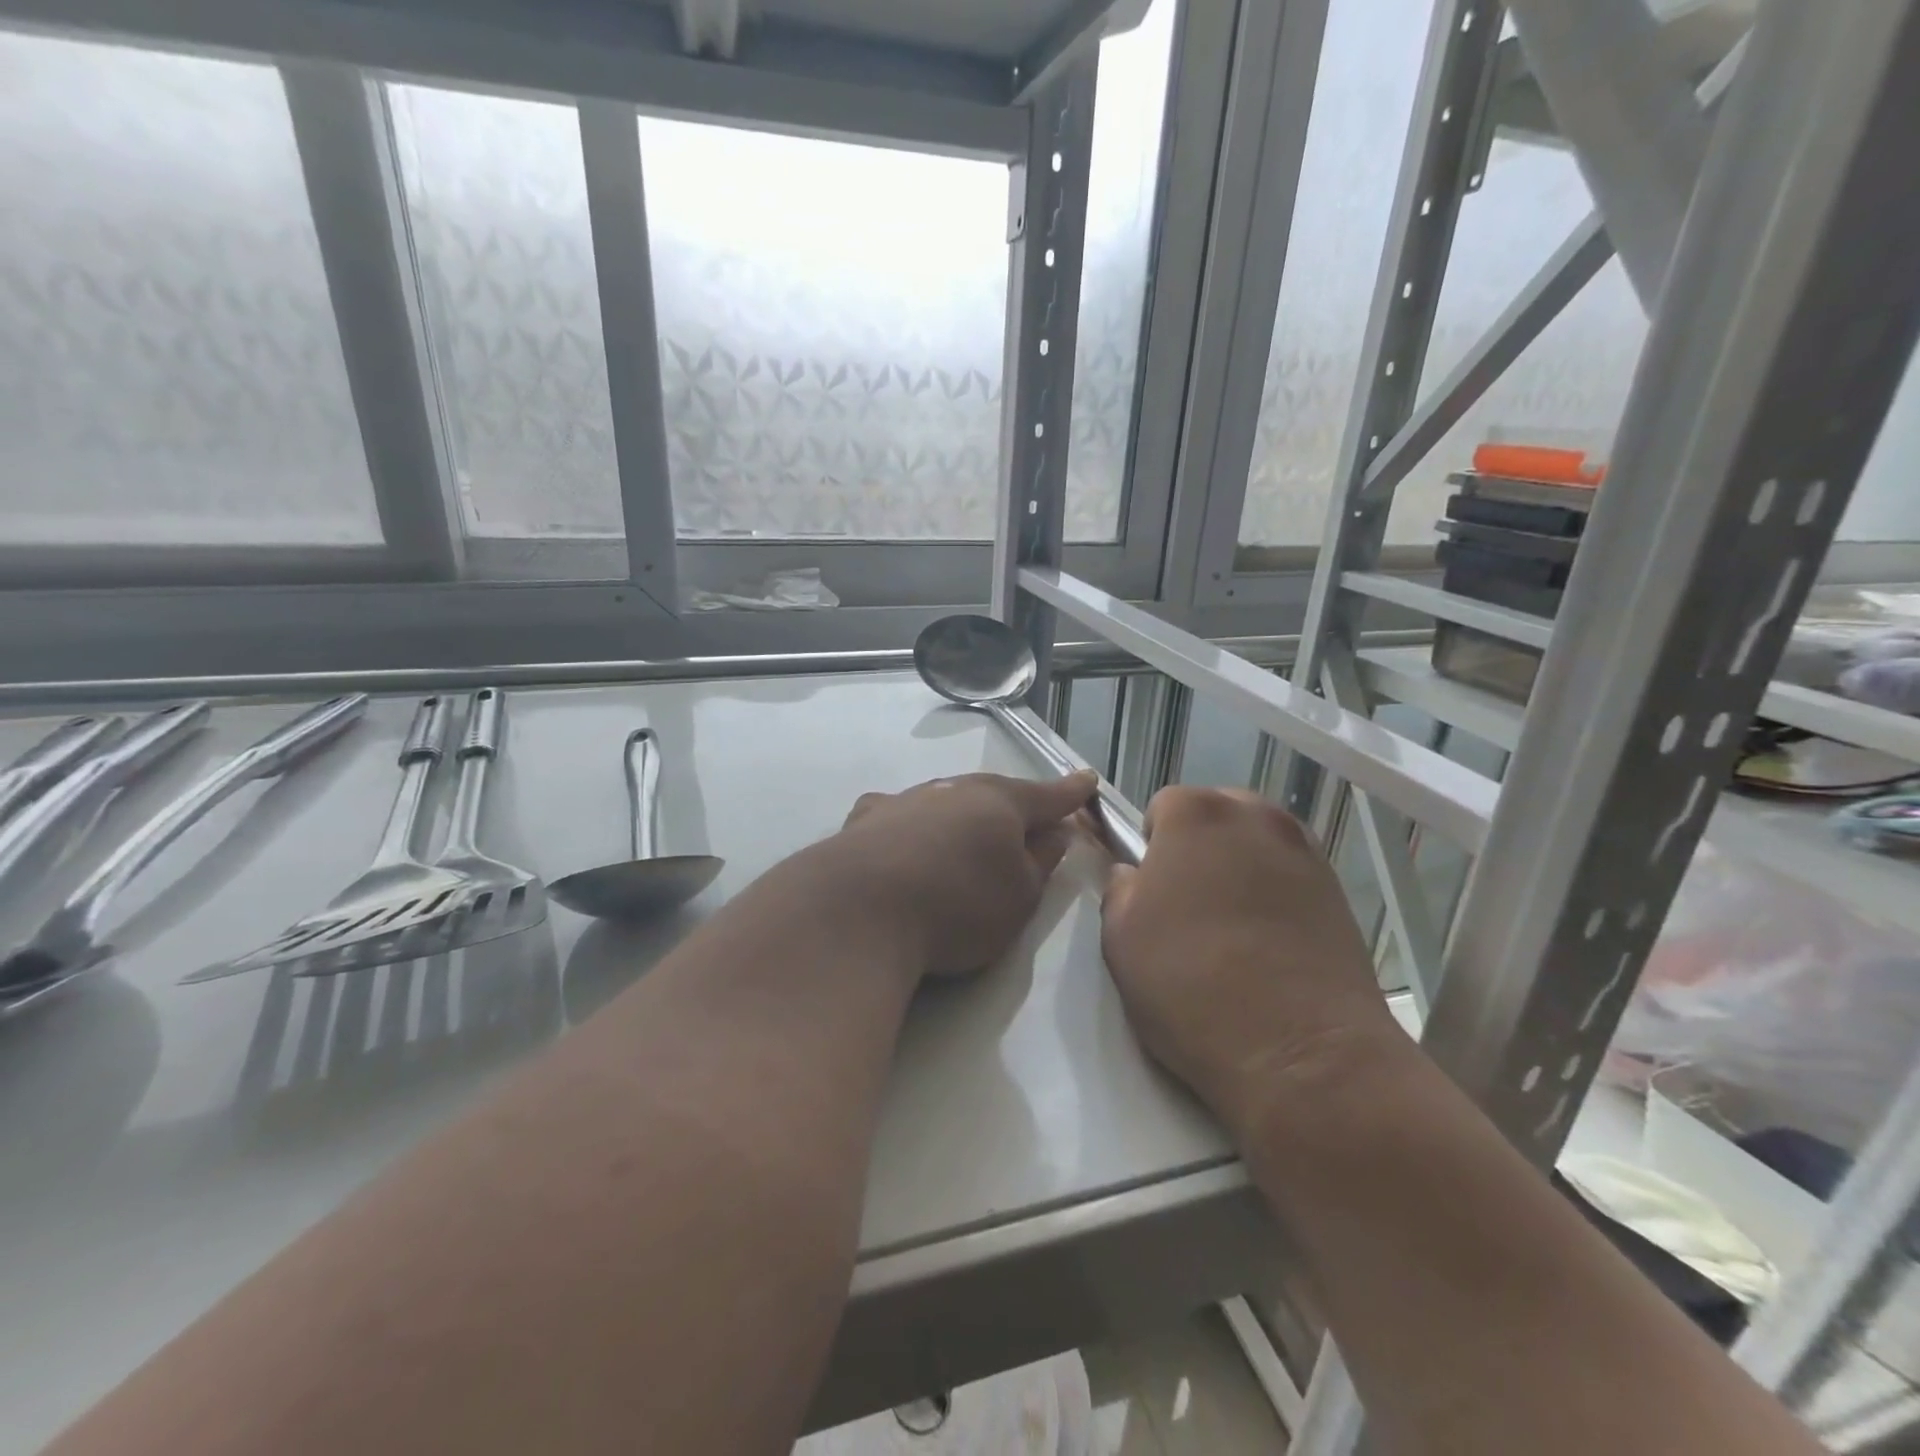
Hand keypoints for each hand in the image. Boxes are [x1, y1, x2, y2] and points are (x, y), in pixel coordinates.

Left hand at [819, 770, 1096, 978]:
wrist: (858, 912)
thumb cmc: (957, 906)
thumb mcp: (1019, 896)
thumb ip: (1041, 861)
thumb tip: (1054, 832)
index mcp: (998, 803)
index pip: (1046, 795)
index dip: (1070, 793)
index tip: (1087, 780)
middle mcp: (951, 790)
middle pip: (992, 793)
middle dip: (1012, 806)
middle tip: (1027, 820)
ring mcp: (904, 801)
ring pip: (945, 801)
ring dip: (960, 816)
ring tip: (965, 839)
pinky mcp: (864, 821)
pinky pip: (899, 817)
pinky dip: (911, 826)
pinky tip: (903, 840)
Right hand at [1101, 787, 1402, 1138]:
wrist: (1302, 1053)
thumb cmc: (1192, 985)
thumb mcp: (1119, 936)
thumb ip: (1121, 888)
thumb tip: (1137, 876)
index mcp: (1196, 815)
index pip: (1162, 805)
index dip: (1150, 845)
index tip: (1151, 890)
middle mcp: (1257, 817)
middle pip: (1216, 814)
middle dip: (1198, 847)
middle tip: (1188, 905)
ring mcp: (1305, 852)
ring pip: (1256, 843)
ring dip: (1239, 867)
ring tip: (1231, 927)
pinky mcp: (1340, 893)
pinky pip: (1291, 876)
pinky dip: (1276, 893)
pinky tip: (1268, 944)